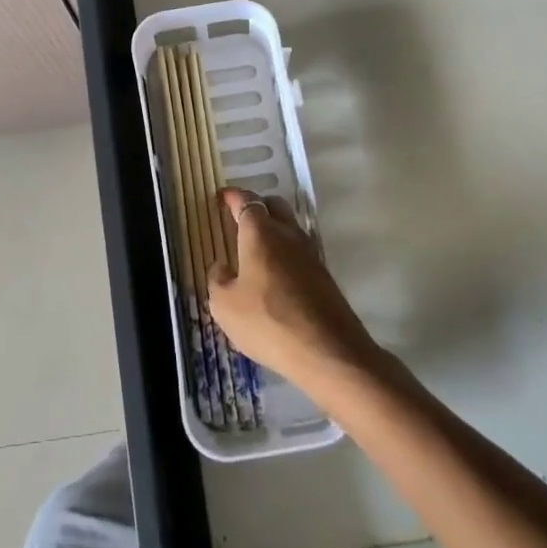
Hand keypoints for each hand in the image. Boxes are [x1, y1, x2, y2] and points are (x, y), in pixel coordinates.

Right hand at [209, 189, 382, 388]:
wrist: (328, 351)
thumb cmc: (268, 321)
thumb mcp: (225, 306)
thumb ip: (218, 280)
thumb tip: (222, 267)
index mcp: (260, 233)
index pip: (246, 201)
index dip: (232, 196)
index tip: (221, 197)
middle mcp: (288, 234)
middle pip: (274, 206)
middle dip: (257, 206)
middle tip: (240, 219)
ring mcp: (310, 254)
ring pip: (290, 228)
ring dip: (274, 230)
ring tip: (257, 249)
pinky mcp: (324, 276)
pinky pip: (300, 252)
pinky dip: (286, 254)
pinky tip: (276, 275)